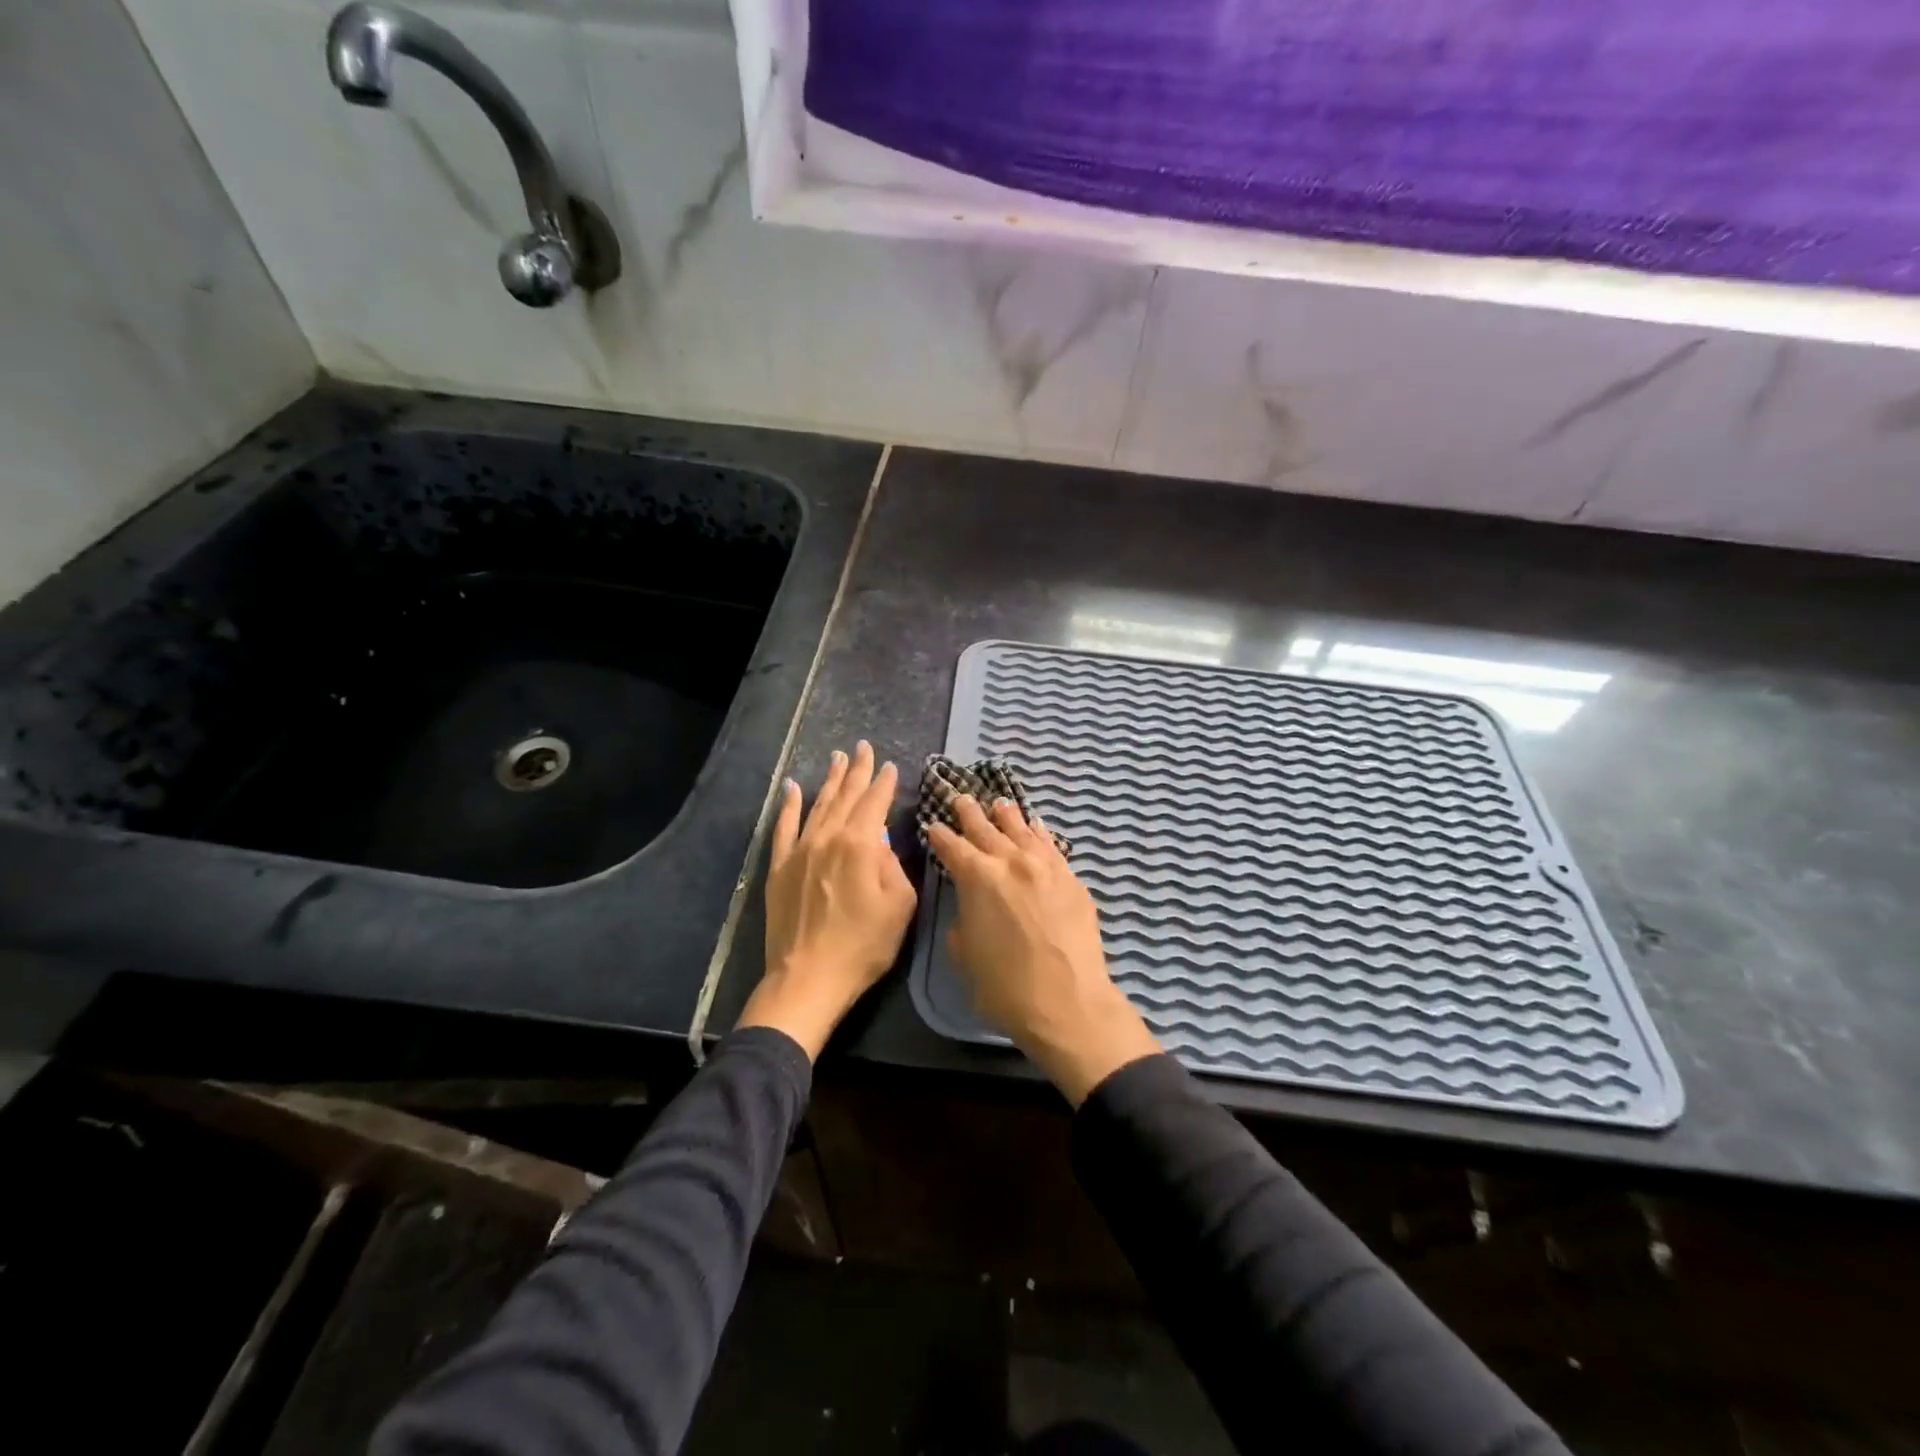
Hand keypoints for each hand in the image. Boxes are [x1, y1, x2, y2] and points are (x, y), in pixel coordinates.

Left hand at [740, 741, 916, 1059]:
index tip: (890, 766)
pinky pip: (783, 827)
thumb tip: (881, 844)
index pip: (875, 803)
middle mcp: (829, 838)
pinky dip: (788, 805)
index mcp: (860, 845)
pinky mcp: (779, 867)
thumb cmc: (863, 946)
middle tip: (863, 747)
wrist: (808, 977)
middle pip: (846, 796)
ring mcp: (800, 850)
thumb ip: (894, 866)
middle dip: (858, 770)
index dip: (884, 783)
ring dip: (830, 780)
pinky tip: (791, 787)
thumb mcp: (900, 906)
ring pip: (818, 805)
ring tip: (838, 758)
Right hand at [926, 796, 1159, 1105]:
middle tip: (960, 799)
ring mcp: (1045, 865)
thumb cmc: (1005, 986)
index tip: (933, 826)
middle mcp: (1010, 860)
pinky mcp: (1070, 877)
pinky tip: (1035, 827)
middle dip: (969, 813)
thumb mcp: (964, 954)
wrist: (1068, 1002)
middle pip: (985, 827)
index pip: (951, 845)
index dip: (939, 835)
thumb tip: (969, 905)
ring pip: (1021, 828)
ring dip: (1005, 815)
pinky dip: (1038, 833)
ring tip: (998, 803)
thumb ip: (962, 918)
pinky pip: (1050, 845)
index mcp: (977, 877)